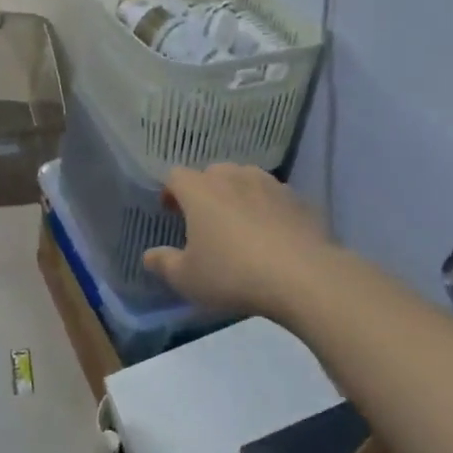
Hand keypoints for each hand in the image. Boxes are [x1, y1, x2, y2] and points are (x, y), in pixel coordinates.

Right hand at [144, 164, 332, 320]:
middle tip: (204, 219)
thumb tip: (149, 255)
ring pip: (246, 180)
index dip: (170, 191)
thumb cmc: (233, 274)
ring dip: (237, 195)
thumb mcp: (187, 278)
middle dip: (204, 191)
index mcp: (200, 190)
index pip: (176, 176)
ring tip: (239, 224)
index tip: (171, 213)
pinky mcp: (299, 199)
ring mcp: (270, 184)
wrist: (303, 277)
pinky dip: (268, 209)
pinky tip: (273, 235)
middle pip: (212, 173)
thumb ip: (164, 263)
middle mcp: (234, 177)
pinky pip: (275, 197)